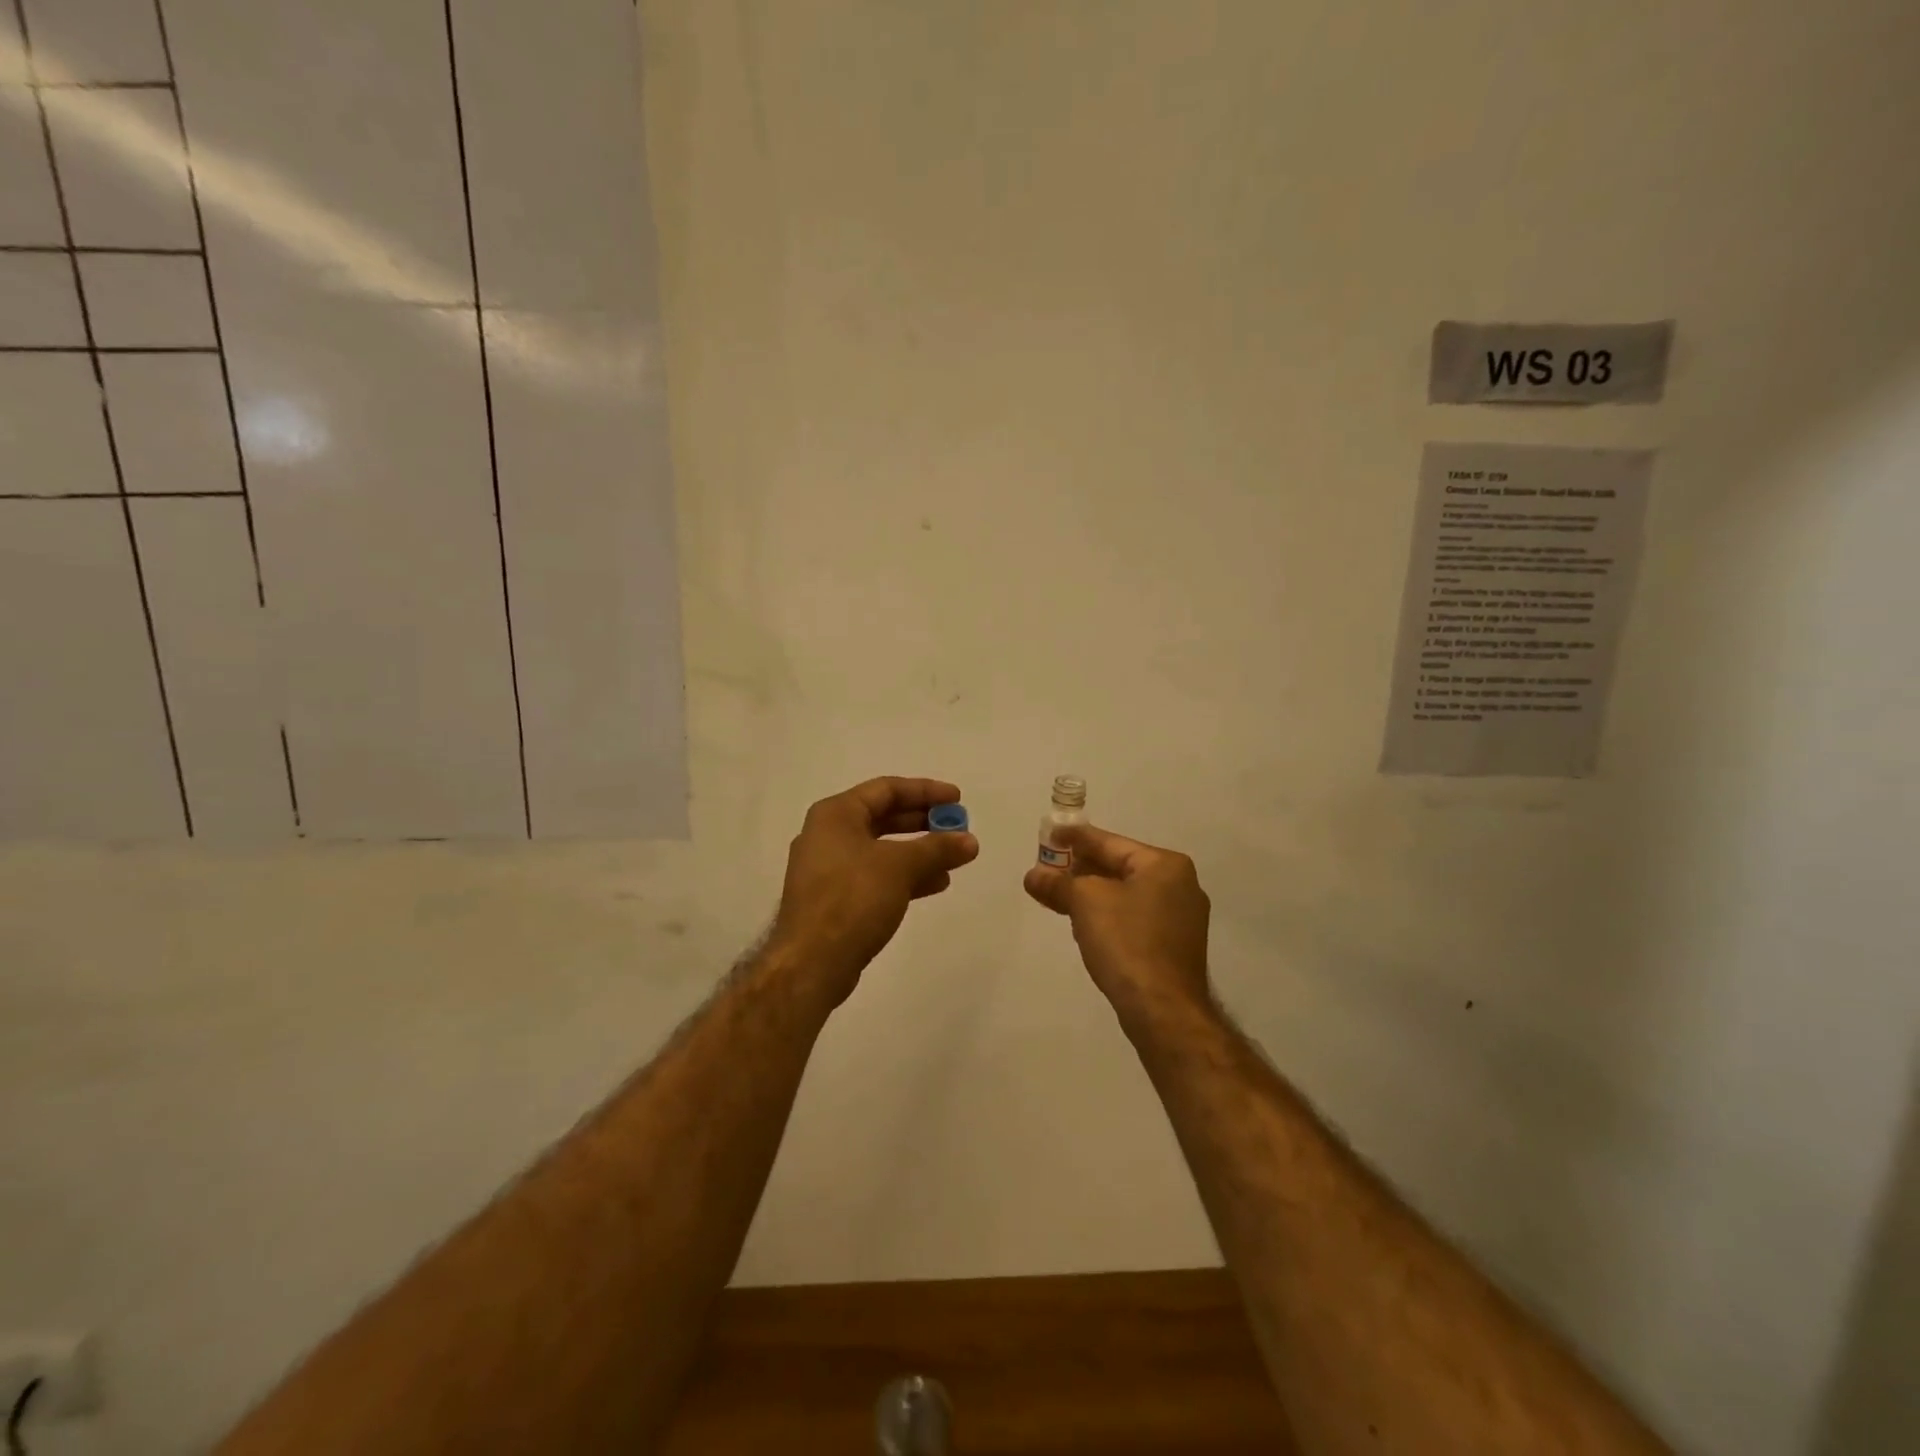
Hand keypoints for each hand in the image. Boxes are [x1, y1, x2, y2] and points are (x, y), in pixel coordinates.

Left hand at [769, 776, 980, 1005]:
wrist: (811, 963)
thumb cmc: (852, 899)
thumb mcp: (900, 866)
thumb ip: (937, 849)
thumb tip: (969, 841)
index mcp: (835, 814)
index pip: (886, 789)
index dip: (925, 791)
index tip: (957, 799)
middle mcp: (828, 835)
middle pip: (884, 817)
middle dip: (923, 822)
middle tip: (957, 827)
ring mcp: (829, 869)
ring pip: (882, 849)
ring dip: (919, 852)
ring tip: (955, 859)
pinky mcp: (834, 899)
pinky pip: (876, 876)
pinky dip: (905, 875)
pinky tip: (935, 884)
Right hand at [1024, 824, 1212, 1028]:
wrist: (1163, 1009)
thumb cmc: (1127, 942)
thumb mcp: (1085, 902)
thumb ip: (1058, 883)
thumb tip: (1033, 875)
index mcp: (1165, 865)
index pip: (1111, 842)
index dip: (1076, 838)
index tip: (1049, 833)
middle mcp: (1180, 885)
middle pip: (1119, 867)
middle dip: (1080, 869)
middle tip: (1047, 867)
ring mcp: (1180, 918)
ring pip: (1125, 894)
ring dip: (1090, 893)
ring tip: (1056, 894)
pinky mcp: (1173, 946)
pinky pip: (1133, 917)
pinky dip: (1107, 914)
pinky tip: (1083, 921)